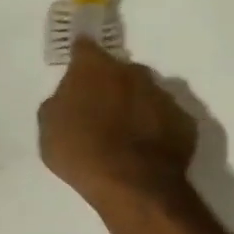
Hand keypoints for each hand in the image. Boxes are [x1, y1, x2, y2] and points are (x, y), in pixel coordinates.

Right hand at [38, 37, 200, 213]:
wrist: (132, 185)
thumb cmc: (81, 152)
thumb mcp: (49, 128)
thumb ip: (58, 103)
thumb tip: (68, 97)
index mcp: (94, 68)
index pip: (84, 47)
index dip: (79, 57)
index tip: (76, 69)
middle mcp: (133, 72)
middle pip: (119, 70)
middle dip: (110, 84)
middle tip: (99, 110)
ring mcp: (163, 95)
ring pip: (145, 92)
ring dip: (134, 105)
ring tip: (125, 133)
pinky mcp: (185, 121)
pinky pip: (165, 117)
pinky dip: (156, 126)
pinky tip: (145, 148)